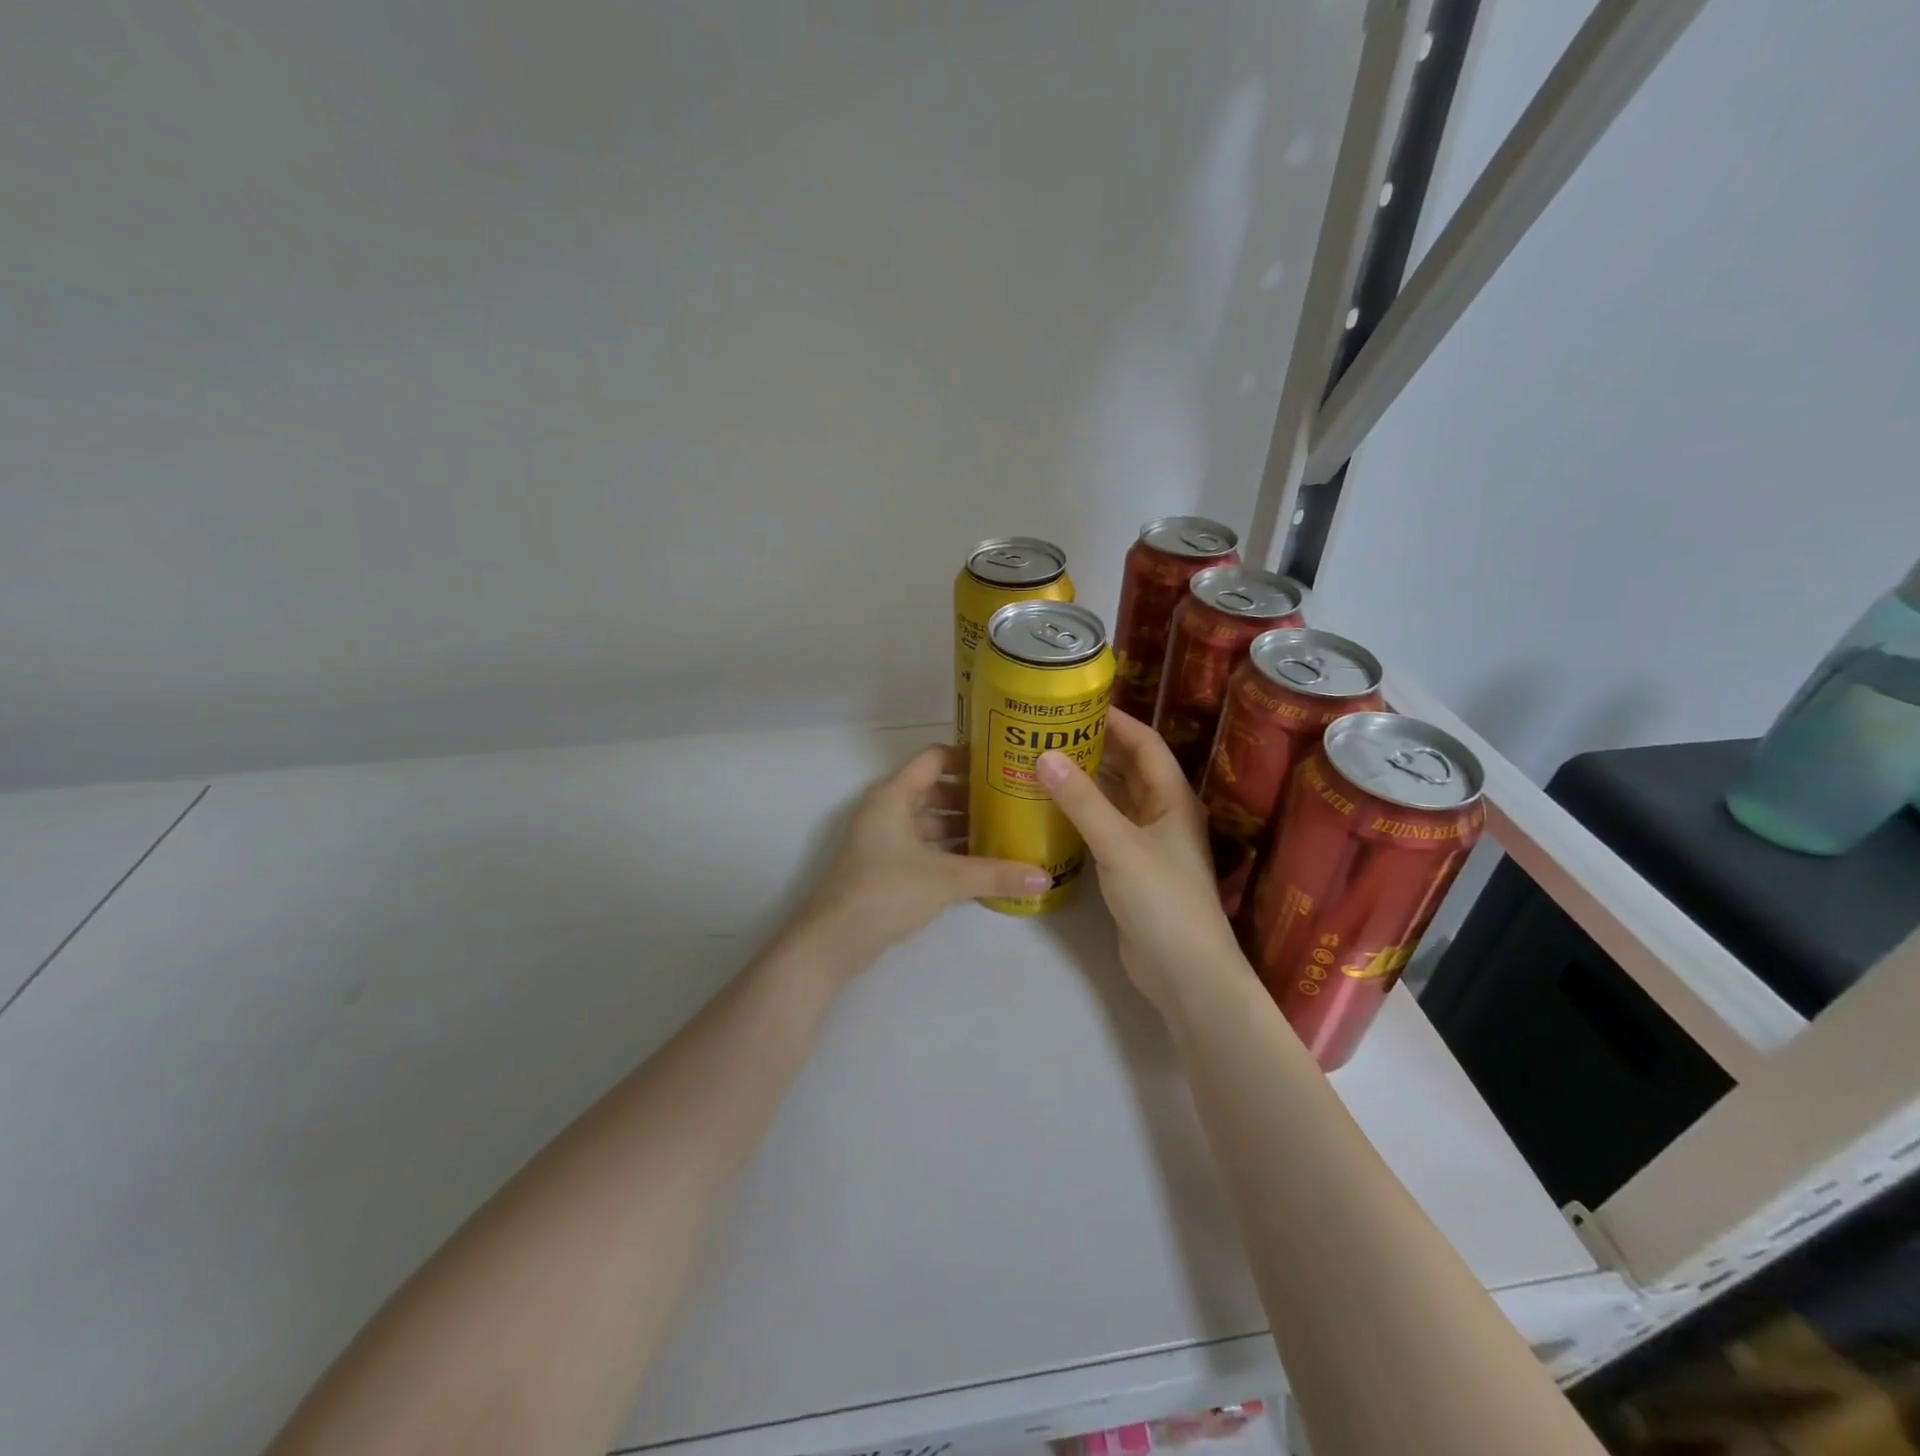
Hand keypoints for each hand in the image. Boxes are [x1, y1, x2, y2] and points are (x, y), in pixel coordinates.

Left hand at [798, 744, 1050, 963]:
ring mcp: (885, 839)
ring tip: (1006, 830)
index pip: (935, 759)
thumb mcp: (946, 879)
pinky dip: (950, 849)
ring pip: (931, 820)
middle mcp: (888, 810)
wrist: (834, 940)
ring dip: (963, 825)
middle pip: (935, 790)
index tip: (1005, 764)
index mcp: (894, 795)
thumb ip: (996, 875)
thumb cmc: (886, 891)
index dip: (968, 757)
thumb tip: (1044, 876)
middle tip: (1014, 800)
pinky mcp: (887, 866)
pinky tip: (982, 862)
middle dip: (973, 795)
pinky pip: (925, 846)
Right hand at [1036, 709, 1245, 1011]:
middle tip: (1049, 731)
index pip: (1145, 744)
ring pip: (1115, 799)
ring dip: (1086, 781)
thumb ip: (1082, 801)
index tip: (1076, 703)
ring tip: (1043, 762)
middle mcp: (1163, 814)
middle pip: (1129, 768)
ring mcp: (1147, 843)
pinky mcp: (1131, 869)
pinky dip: (1082, 813)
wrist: (1185, 972)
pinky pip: (1105, 827)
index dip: (1115, 720)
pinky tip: (1052, 810)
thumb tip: (1044, 754)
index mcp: (1172, 798)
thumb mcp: (1119, 845)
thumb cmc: (1162, 900)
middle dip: (1094, 746)